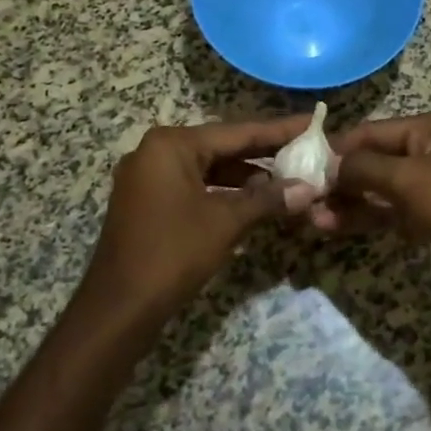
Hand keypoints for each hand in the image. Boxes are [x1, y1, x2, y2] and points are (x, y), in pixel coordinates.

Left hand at [83, 116, 316, 321]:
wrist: (118, 309)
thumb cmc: (173, 253)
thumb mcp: (226, 222)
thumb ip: (269, 199)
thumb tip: (310, 188)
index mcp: (172, 144)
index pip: (237, 131)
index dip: (279, 130)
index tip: (312, 122)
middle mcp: (156, 151)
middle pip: (222, 146)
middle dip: (264, 153)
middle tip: (306, 151)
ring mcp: (147, 177)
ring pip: (208, 167)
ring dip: (245, 176)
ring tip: (287, 181)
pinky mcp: (147, 201)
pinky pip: (193, 185)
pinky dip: (223, 191)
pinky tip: (253, 201)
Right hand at [321, 109, 430, 321]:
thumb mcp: (408, 179)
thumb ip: (363, 167)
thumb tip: (328, 165)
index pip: (375, 130)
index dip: (339, 147)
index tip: (302, 165)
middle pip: (377, 158)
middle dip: (342, 179)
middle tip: (305, 198)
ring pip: (382, 188)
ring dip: (350, 202)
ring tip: (313, 219)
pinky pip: (393, 210)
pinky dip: (368, 217)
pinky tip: (335, 227)